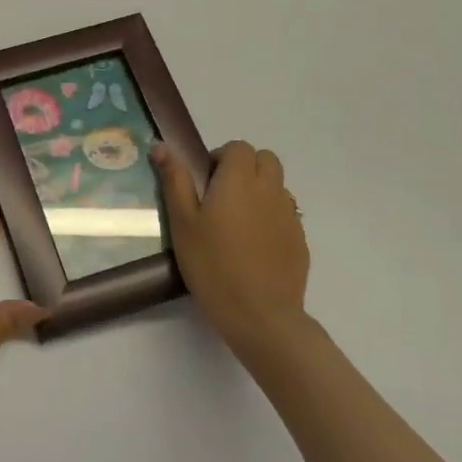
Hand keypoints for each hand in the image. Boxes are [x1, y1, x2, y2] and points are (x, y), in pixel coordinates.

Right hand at [152, 140, 310, 357]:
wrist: (260, 316)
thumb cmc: (212, 265)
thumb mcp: (182, 223)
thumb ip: (174, 180)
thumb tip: (161, 146)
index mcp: (239, 180)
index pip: (239, 148)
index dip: (221, 158)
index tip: (205, 182)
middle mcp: (269, 190)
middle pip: (265, 159)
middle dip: (245, 167)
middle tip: (221, 196)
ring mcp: (289, 216)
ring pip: (278, 186)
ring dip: (260, 191)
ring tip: (237, 222)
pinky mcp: (300, 241)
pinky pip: (286, 214)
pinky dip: (271, 218)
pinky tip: (254, 247)